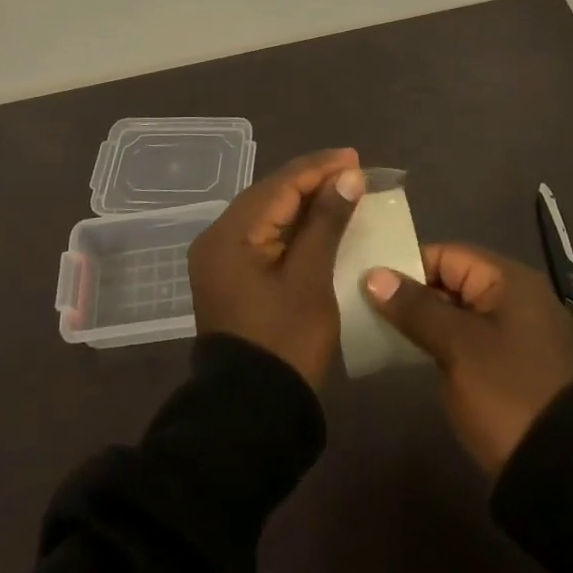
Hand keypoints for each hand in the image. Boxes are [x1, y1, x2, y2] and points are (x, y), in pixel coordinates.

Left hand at [189, 149, 366, 389]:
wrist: (252, 414)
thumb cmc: (285, 342)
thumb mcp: (311, 278)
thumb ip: (327, 221)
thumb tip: (348, 176)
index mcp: (230, 234)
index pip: (279, 185)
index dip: (319, 168)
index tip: (355, 158)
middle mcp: (218, 238)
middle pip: (270, 195)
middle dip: (312, 181)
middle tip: (353, 171)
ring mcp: (221, 260)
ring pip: (267, 215)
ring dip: (304, 203)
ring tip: (342, 190)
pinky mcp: (231, 278)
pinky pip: (264, 237)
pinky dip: (293, 228)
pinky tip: (320, 222)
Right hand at [364, 243, 572, 475]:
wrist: (565, 475)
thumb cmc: (507, 394)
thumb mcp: (457, 346)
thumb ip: (415, 307)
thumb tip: (374, 274)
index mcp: (510, 281)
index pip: (446, 254)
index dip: (407, 266)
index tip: (370, 286)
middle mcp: (517, 298)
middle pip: (452, 282)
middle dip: (412, 295)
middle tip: (369, 309)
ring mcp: (517, 334)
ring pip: (459, 314)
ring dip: (425, 322)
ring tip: (382, 332)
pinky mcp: (514, 367)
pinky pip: (470, 341)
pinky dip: (443, 344)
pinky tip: (414, 357)